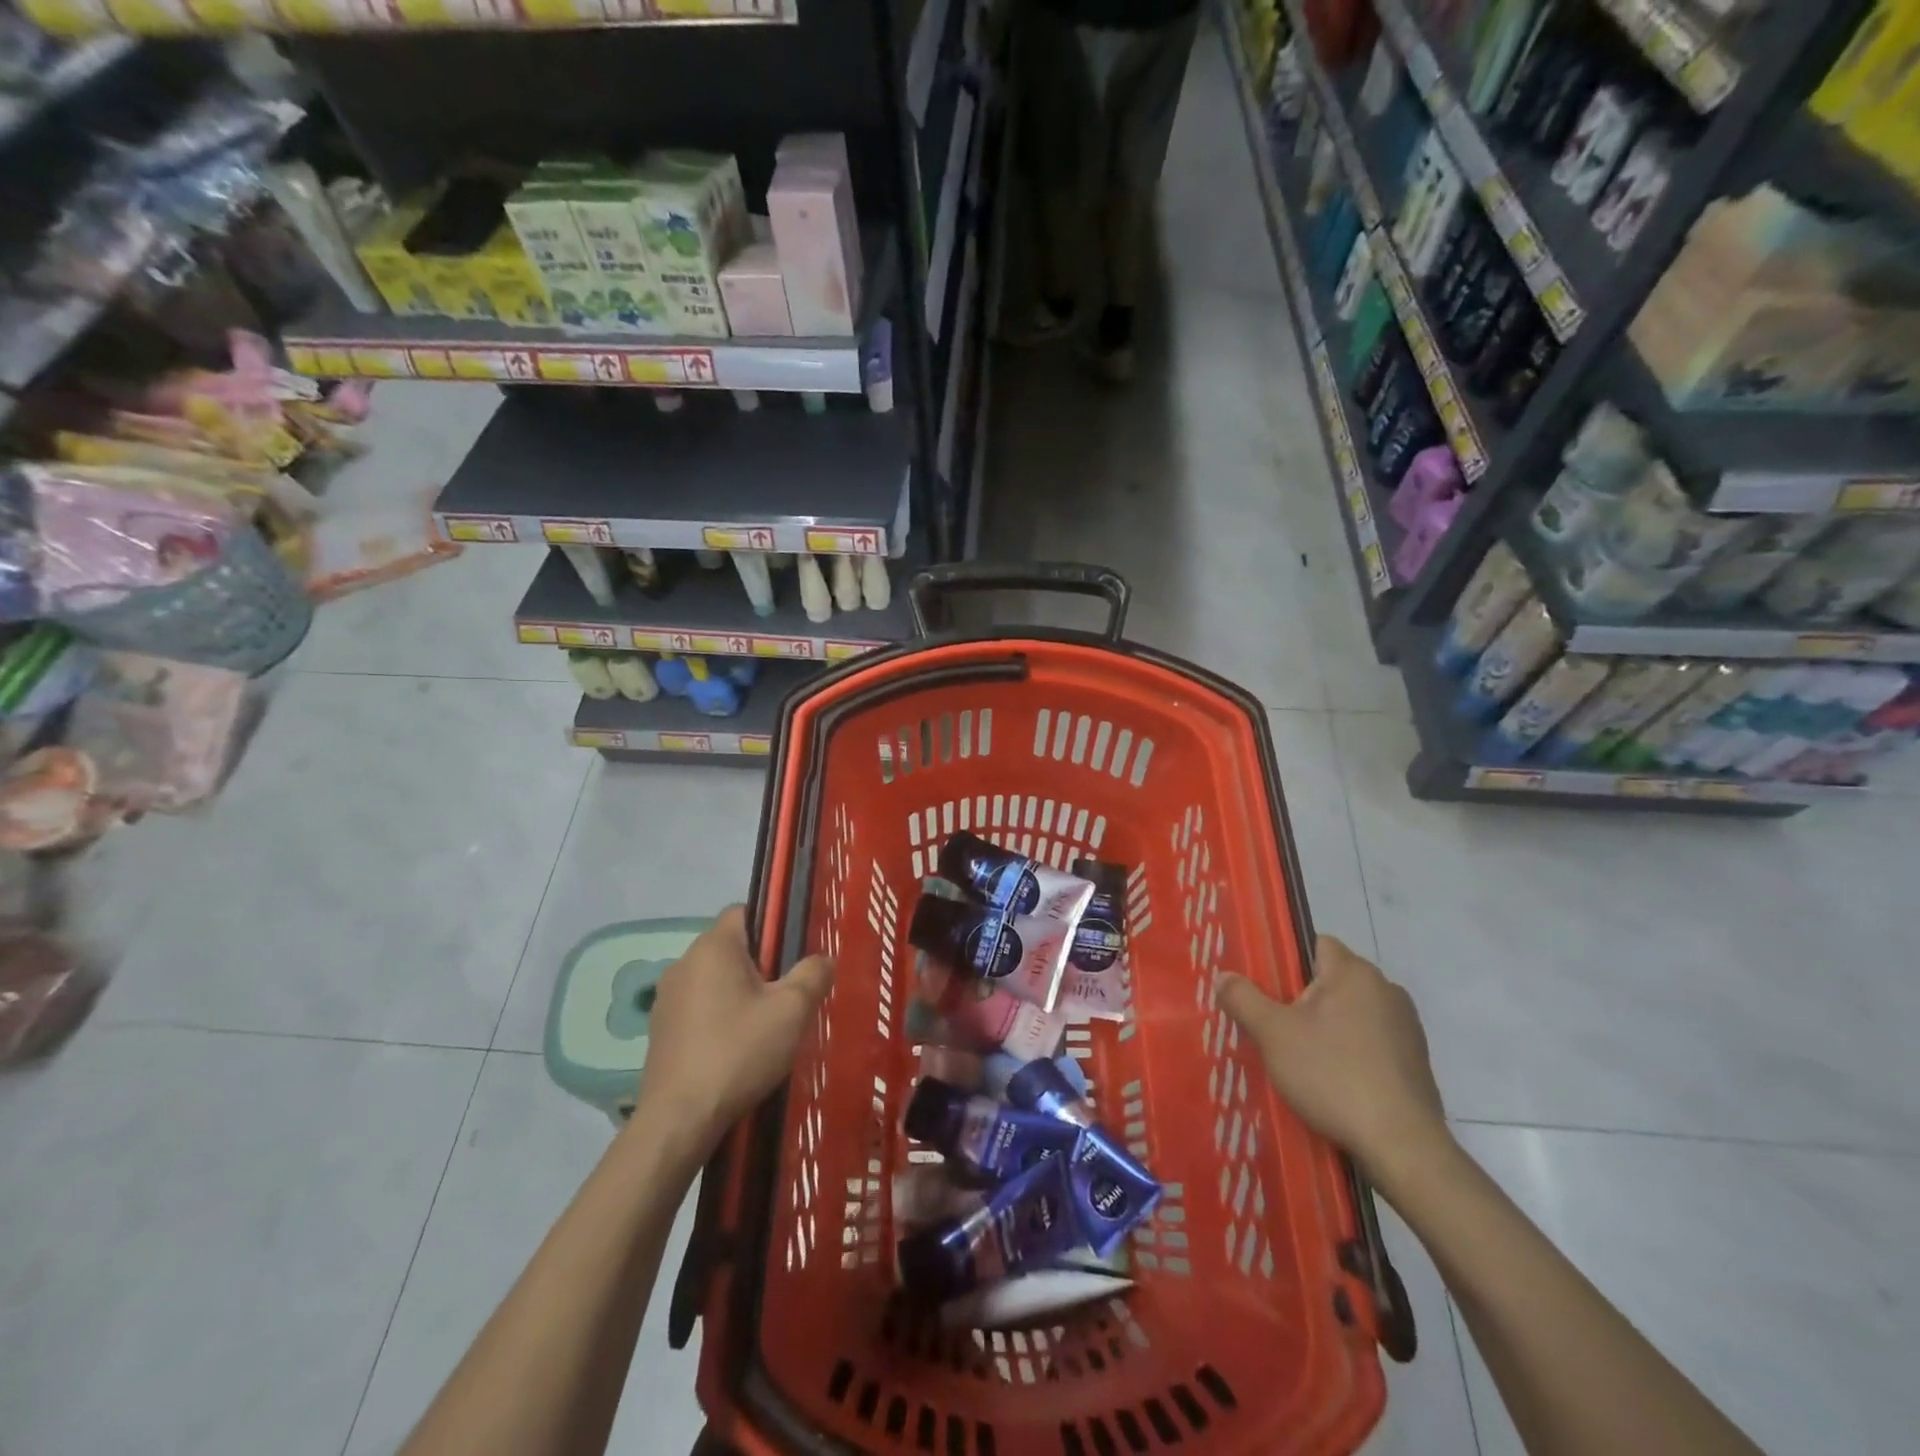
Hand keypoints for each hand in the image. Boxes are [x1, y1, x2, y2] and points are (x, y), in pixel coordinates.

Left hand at [636, 906, 833, 1159]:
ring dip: (740, 993)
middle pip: (731, 947)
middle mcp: (683, 962)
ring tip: (765, 1026)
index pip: (744, 911)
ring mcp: (667, 997)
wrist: (679, 1119)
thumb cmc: (739, 1052)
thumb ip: (813, 974)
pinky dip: (719, 1016)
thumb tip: (822, 959)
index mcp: (713, 947)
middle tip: (788, 996)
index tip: (793, 956)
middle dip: (761, 965)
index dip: (773, 926)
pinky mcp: (659, 1029)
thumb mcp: (792, 1010)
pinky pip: (699, 1007)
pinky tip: (736, 1048)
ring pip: (715, 979)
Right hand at [1216, 936, 1446, 1178]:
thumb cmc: (1333, 1075)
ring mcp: (1407, 1027)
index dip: (1288, 961)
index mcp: (1355, 973)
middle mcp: (1387, 990)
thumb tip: (1223, 976)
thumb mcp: (1273, 1035)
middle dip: (1304, 999)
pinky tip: (1334, 1082)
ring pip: (1353, 1013)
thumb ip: (1244, 999)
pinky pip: (1372, 1042)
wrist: (1402, 1145)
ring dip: (1329, 1027)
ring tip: (1300, 1057)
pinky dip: (1352, 1053)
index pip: (1317, 944)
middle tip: (1274, 1026)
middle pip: (1333, 980)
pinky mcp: (1416, 1062)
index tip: (1266, 987)